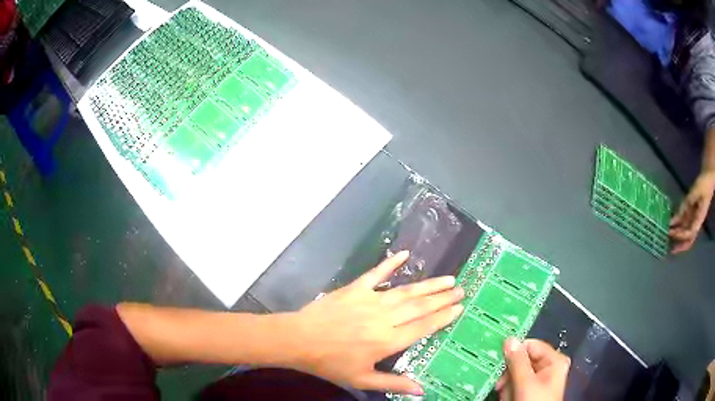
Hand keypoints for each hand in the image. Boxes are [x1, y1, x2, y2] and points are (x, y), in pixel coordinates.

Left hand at [285, 251, 463, 394]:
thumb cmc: (330, 362)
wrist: (299, 340)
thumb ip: (393, 383)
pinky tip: (404, 254)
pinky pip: (376, 273)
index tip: (459, 307)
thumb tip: (421, 390)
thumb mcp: (361, 379)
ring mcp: (370, 300)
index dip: (442, 317)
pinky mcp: (355, 289)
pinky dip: (390, 263)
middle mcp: (384, 318)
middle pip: (419, 307)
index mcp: (387, 341)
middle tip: (461, 289)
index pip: (423, 327)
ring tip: (448, 279)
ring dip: (428, 285)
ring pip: (406, 291)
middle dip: (442, 298)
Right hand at [495, 338, 568, 400]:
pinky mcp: (532, 389)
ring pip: (517, 373)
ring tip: (507, 395)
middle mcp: (549, 367)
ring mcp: (540, 379)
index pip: (531, 345)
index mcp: (554, 360)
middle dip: (510, 374)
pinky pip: (517, 383)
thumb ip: (518, 361)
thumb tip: (510, 340)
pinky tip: (509, 398)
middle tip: (502, 384)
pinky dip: (510, 391)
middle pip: (523, 360)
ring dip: (508, 385)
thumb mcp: (525, 383)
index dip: (514, 352)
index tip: (499, 362)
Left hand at [670, 171, 714, 253]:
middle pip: (688, 238)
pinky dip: (677, 223)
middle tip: (669, 246)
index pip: (690, 232)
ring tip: (667, 235)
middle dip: (679, 243)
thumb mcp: (696, 190)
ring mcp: (693, 216)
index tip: (673, 233)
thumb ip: (688, 201)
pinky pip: (684, 220)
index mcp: (699, 219)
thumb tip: (678, 212)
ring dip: (676, 234)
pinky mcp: (691, 210)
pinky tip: (670, 223)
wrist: (708, 178)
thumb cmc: (704, 184)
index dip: (682, 235)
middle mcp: (696, 221)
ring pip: (685, 230)